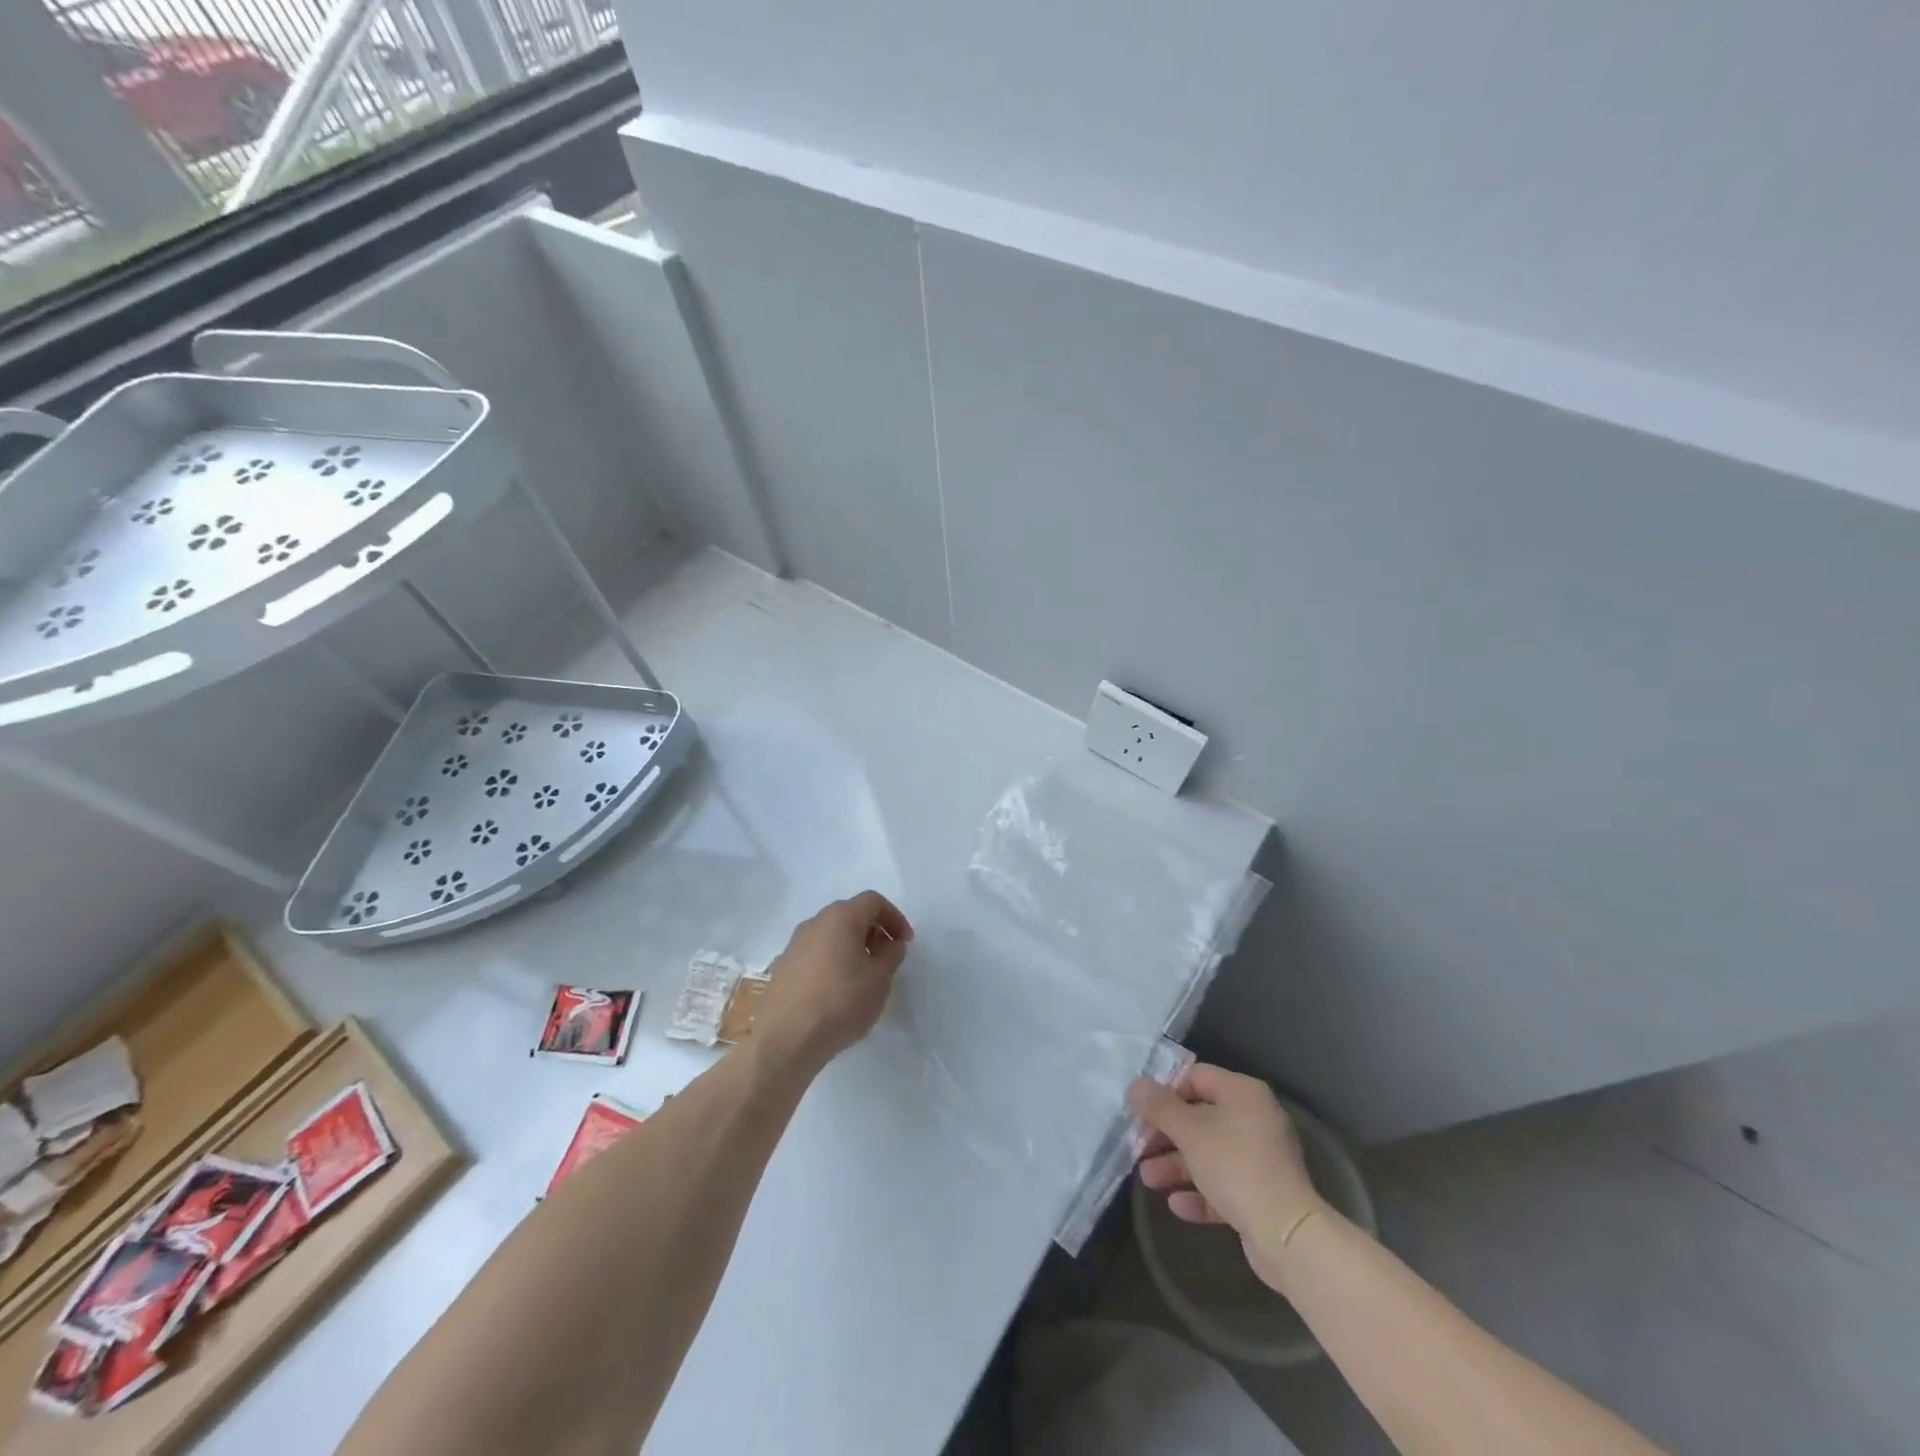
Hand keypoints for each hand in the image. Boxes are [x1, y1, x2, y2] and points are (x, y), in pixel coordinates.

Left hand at [756, 892, 913, 1069]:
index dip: (894, 917)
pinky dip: (832, 963)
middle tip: (886, 959)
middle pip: (850, 915)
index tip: (904, 942)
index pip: (873, 901)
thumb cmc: (841, 1002)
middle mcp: (814, 923)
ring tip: (863, 978)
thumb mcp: (880, 979)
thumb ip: (891, 955)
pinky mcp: (782, 968)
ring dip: (851, 948)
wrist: (785, 1040)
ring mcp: (794, 945)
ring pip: (831, 936)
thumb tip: (891, 943)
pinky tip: (837, 992)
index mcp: (840, 918)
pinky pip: (815, 955)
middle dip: (873, 932)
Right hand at [1128, 1064, 1325, 1293]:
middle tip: (1138, 1146)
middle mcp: (1254, 1119)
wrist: (1287, 1235)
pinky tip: (1177, 1205)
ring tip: (1148, 1179)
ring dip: (1176, 1165)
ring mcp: (1260, 1158)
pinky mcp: (1261, 1194)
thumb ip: (1159, 1106)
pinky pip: (1223, 1185)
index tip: (1140, 1109)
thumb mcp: (1189, 1131)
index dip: (1165, 1090)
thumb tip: (1136, 1085)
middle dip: (1166, 1134)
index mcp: (1243, 1093)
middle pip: (1200, 1117)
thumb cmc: (1234, 1166)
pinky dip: (1199, 1192)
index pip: (1196, 1077)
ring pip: (1209, 1153)